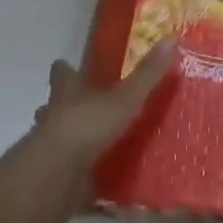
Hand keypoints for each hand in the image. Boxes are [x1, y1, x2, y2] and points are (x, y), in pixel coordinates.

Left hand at [31, 42, 177, 172]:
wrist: (54, 178)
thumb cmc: (85, 127)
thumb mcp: (123, 99)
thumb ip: (146, 75)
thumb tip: (171, 39)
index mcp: (67, 93)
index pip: (62, 74)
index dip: (65, 70)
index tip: (66, 65)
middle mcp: (54, 117)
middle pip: (54, 107)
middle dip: (67, 108)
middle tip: (88, 107)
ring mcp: (51, 151)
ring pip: (60, 141)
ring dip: (74, 142)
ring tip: (98, 145)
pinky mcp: (55, 181)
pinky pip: (71, 177)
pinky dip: (84, 179)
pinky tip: (102, 183)